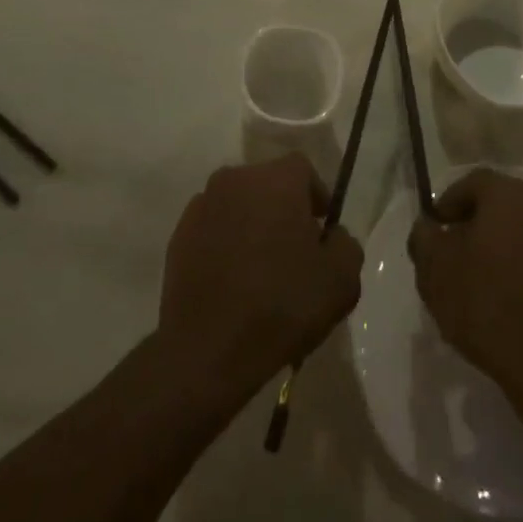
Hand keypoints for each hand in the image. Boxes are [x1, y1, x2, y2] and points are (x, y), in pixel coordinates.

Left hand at [157, 155, 362, 404]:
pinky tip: (233, 282)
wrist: (208, 351)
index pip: (303, 170)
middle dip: (283, 208)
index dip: (316, 195)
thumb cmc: (282, 305)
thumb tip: (330, 236)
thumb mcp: (342, 278)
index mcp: (276, 180)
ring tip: (261, 269)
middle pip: (267, 184)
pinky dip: (224, 245)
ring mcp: (201, 207)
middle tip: (295, 250)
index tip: (322, 229)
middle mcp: (235, 180)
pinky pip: (212, 230)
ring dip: (252, 225)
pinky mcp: (177, 238)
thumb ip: (345, 243)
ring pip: (238, 206)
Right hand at [408, 169, 522, 404]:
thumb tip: (429, 226)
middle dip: (475, 221)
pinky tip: (508, 292)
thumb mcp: (434, 270)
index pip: (472, 182)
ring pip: (522, 226)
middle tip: (454, 252)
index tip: (436, 230)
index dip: (449, 203)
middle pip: (500, 201)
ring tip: (480, 275)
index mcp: (508, 194)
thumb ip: (424, 237)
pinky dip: (522, 261)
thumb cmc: (484, 304)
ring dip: (500, 241)